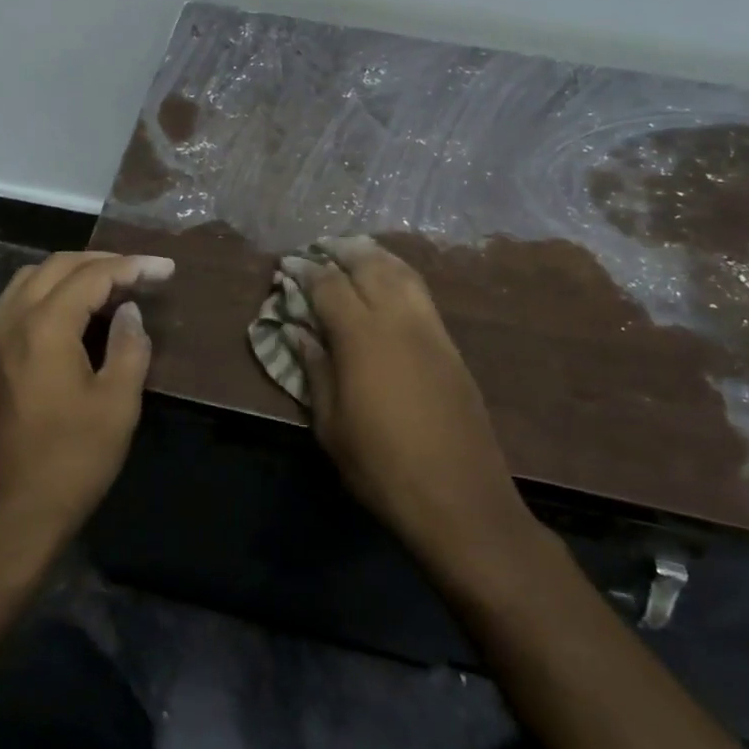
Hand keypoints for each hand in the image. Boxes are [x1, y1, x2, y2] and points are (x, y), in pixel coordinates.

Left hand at [0, 251, 173, 571]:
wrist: (6, 517)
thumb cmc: (69, 463)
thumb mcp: (116, 406)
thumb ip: (128, 347)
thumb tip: (128, 311)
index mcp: (45, 326)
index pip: (92, 276)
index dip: (132, 266)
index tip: (166, 268)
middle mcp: (13, 321)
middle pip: (57, 266)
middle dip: (102, 261)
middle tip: (141, 271)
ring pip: (31, 279)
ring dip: (71, 272)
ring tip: (109, 285)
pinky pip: (18, 302)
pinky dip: (48, 291)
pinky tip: (72, 313)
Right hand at [288, 237, 538, 589]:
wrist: (460, 498)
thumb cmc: (382, 467)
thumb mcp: (331, 426)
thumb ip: (315, 370)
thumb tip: (298, 332)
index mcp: (361, 337)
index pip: (329, 285)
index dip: (306, 271)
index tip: (288, 266)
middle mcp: (397, 320)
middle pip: (368, 265)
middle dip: (341, 251)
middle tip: (320, 249)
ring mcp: (430, 330)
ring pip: (401, 272)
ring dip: (374, 256)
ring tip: (354, 253)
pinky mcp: (451, 346)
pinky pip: (421, 293)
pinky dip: (399, 275)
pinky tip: (389, 283)